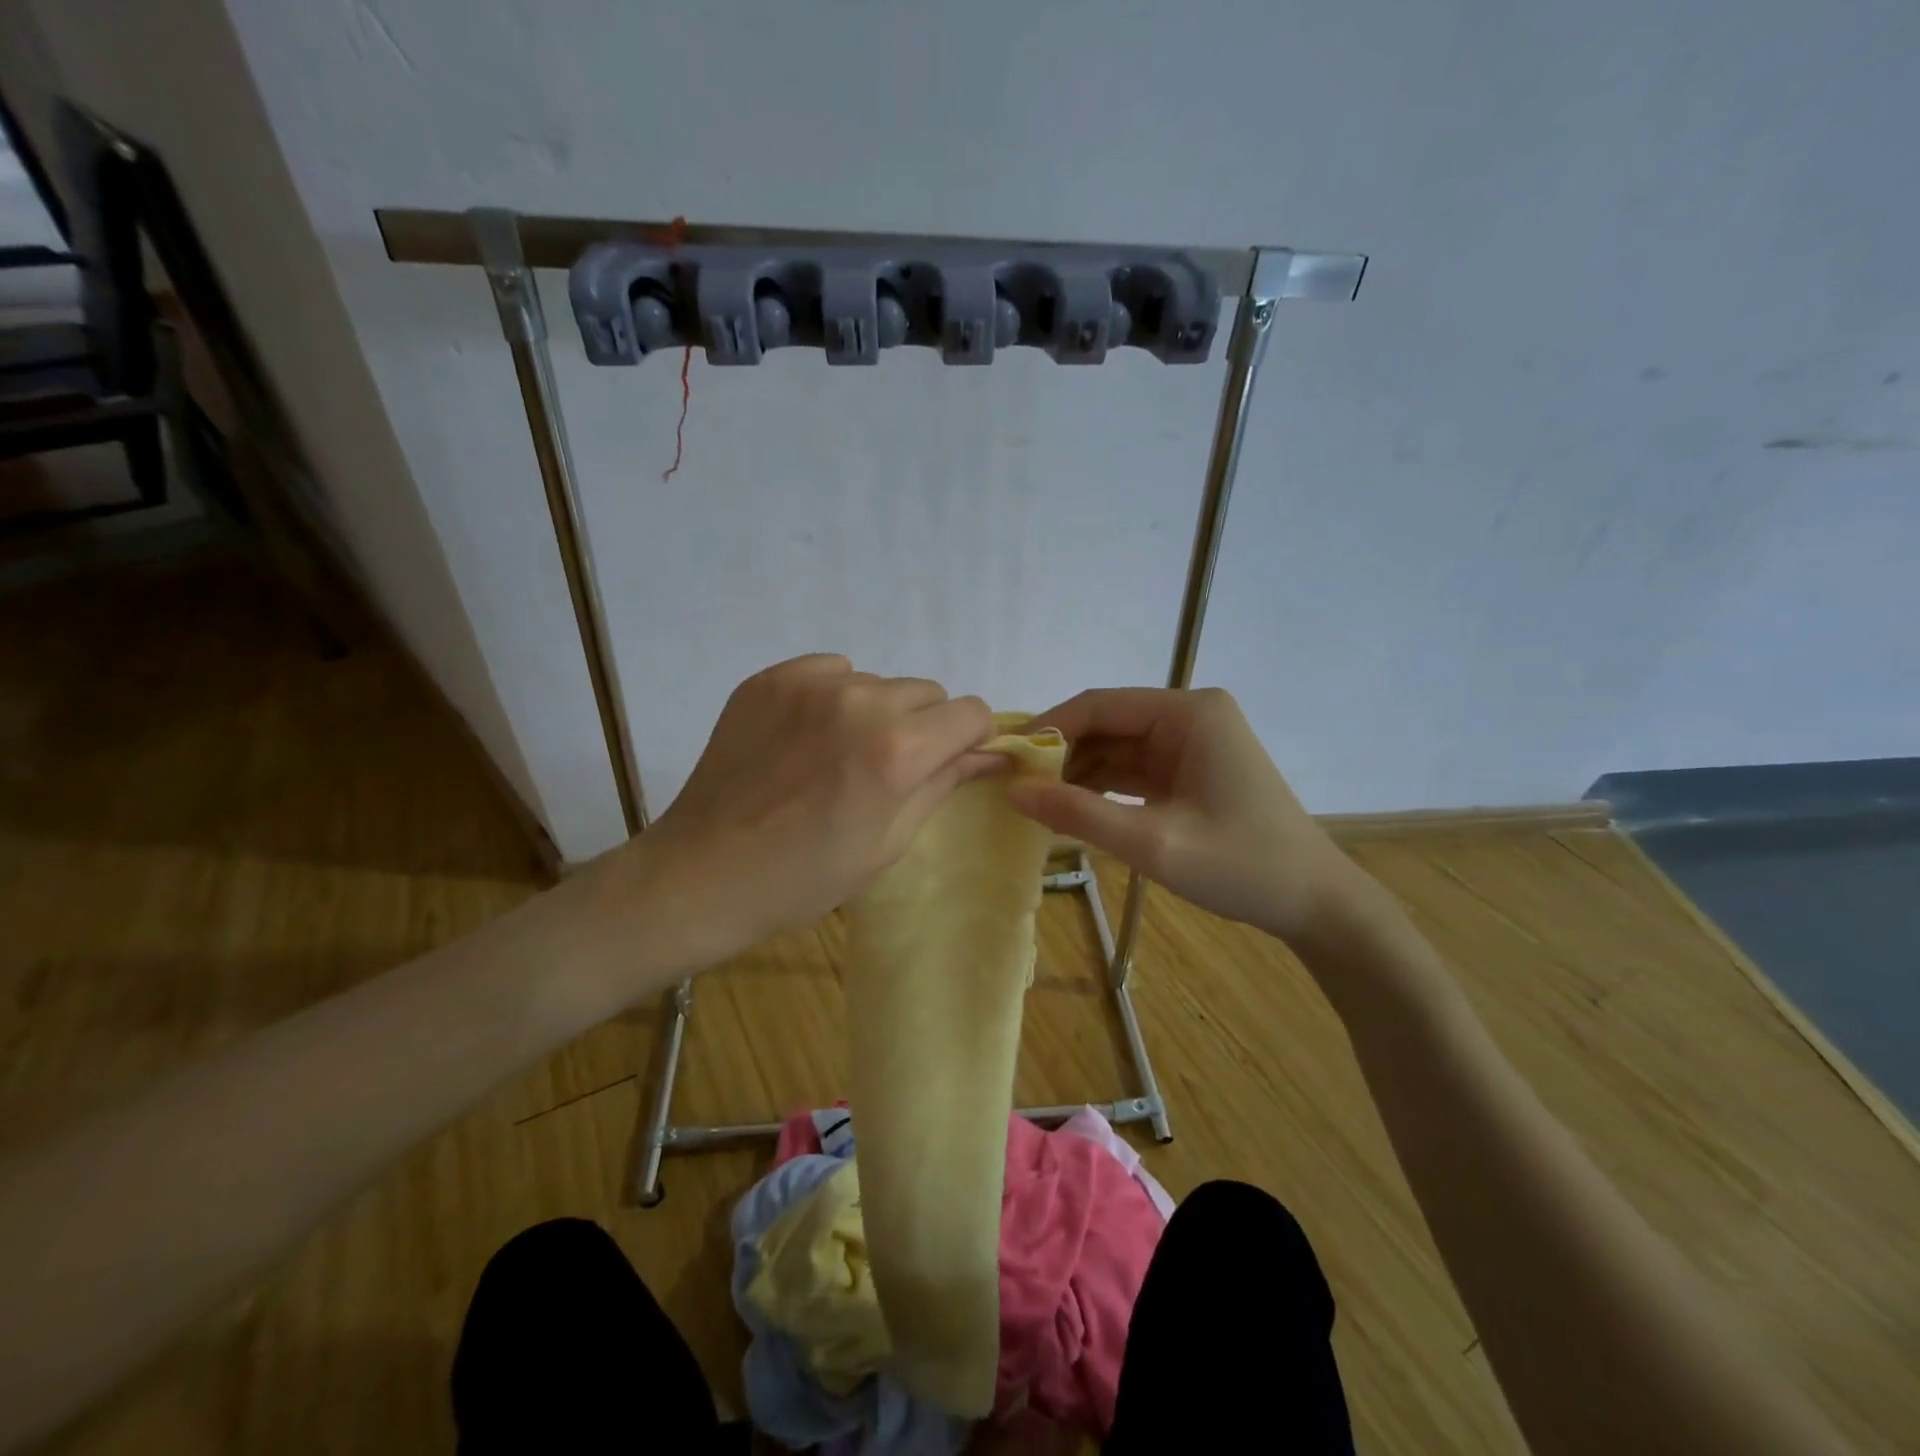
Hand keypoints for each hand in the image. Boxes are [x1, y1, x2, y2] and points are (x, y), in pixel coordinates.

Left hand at [637, 655, 996, 958]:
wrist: (704, 873)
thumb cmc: (807, 876)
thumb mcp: (890, 841)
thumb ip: (944, 783)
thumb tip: (991, 754)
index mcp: (897, 749)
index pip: (970, 712)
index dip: (969, 739)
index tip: (949, 762)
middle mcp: (859, 701)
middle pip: (927, 692)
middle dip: (923, 726)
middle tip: (888, 768)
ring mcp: (810, 684)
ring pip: (878, 682)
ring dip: (875, 712)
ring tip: (838, 755)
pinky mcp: (770, 678)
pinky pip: (831, 671)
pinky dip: (834, 697)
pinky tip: (807, 737)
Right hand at [1007, 687, 1359, 944]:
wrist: (1314, 903)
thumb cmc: (1241, 865)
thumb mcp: (1152, 843)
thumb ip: (1079, 813)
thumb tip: (1013, 791)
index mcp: (1188, 713)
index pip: (1099, 705)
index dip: (1049, 728)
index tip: (1006, 758)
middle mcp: (1188, 716)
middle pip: (1106, 724)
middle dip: (1061, 755)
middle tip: (1016, 788)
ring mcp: (1190, 743)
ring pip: (1115, 748)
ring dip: (1078, 774)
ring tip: (1035, 803)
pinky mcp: (1189, 771)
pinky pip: (1132, 770)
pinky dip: (1102, 789)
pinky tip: (1070, 811)